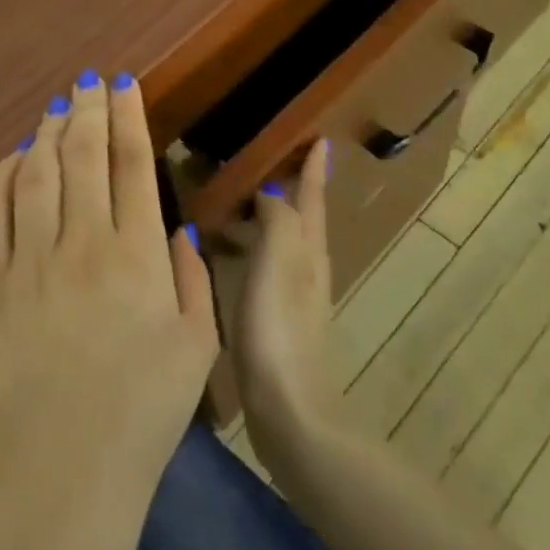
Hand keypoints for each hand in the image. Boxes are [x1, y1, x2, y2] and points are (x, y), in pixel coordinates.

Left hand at [0, 71, 218, 549]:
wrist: (65, 475)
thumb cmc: (144, 414)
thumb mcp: (197, 346)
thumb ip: (190, 277)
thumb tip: (173, 228)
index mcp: (137, 257)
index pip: (132, 164)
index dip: (127, 116)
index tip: (124, 84)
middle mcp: (81, 246)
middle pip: (81, 156)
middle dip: (88, 110)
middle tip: (90, 81)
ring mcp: (29, 264)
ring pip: (34, 175)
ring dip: (46, 134)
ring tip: (57, 109)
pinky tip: (12, 158)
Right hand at [227, 140, 346, 466]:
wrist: (289, 410)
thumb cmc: (279, 330)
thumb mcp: (277, 263)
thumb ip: (278, 220)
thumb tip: (276, 190)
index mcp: (308, 252)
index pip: (312, 198)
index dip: (314, 169)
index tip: (320, 139)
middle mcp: (306, 269)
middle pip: (303, 219)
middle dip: (293, 190)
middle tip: (269, 164)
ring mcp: (293, 298)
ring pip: (284, 243)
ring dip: (270, 219)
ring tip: (243, 204)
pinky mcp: (276, 322)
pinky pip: (265, 269)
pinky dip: (252, 250)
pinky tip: (230, 258)